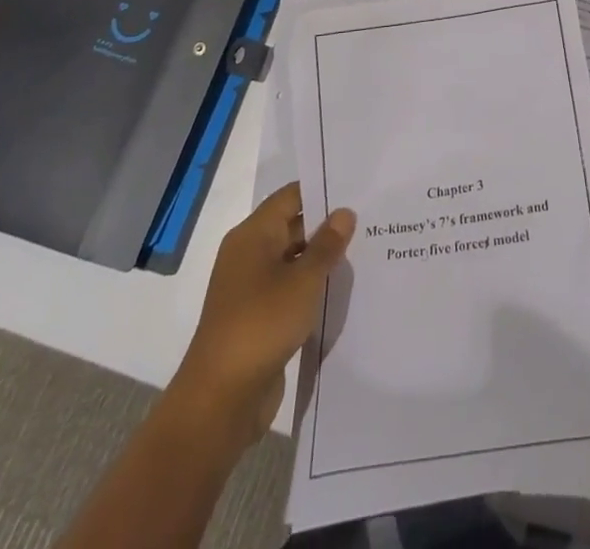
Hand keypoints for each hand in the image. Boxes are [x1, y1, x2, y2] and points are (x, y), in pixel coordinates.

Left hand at [166, 183, 354, 457]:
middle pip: (291, 226)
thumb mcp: (303, 280)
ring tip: (363, 252)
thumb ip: (326, 245)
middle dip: (327, 226)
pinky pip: (288, 289)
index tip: (356, 189)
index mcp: (252, 235)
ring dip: (321, 259)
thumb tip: (344, 212)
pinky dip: (310, 287)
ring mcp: (250, 288)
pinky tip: (339, 289)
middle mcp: (248, 255)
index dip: (321, 190)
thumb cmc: (261, 324)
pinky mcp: (257, 317)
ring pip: (292, 260)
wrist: (220, 399)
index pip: (290, 197)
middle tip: (369, 220)